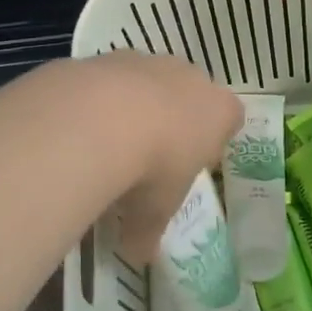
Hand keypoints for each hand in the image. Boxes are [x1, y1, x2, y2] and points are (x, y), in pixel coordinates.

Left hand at [59, 53, 242, 262]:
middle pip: (190, 94)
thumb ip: (148, 231)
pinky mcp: (108, 56)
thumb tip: (137, 254)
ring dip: (135, 104)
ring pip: (149, 80)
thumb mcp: (154, 213)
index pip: (230, 118)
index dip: (213, 141)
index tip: (194, 164)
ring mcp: (148, 61)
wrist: (100, 118)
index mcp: (219, 110)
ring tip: (110, 141)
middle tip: (152, 155)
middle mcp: (189, 77)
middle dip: (175, 118)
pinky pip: (110, 78)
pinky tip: (81, 125)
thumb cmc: (151, 169)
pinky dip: (99, 98)